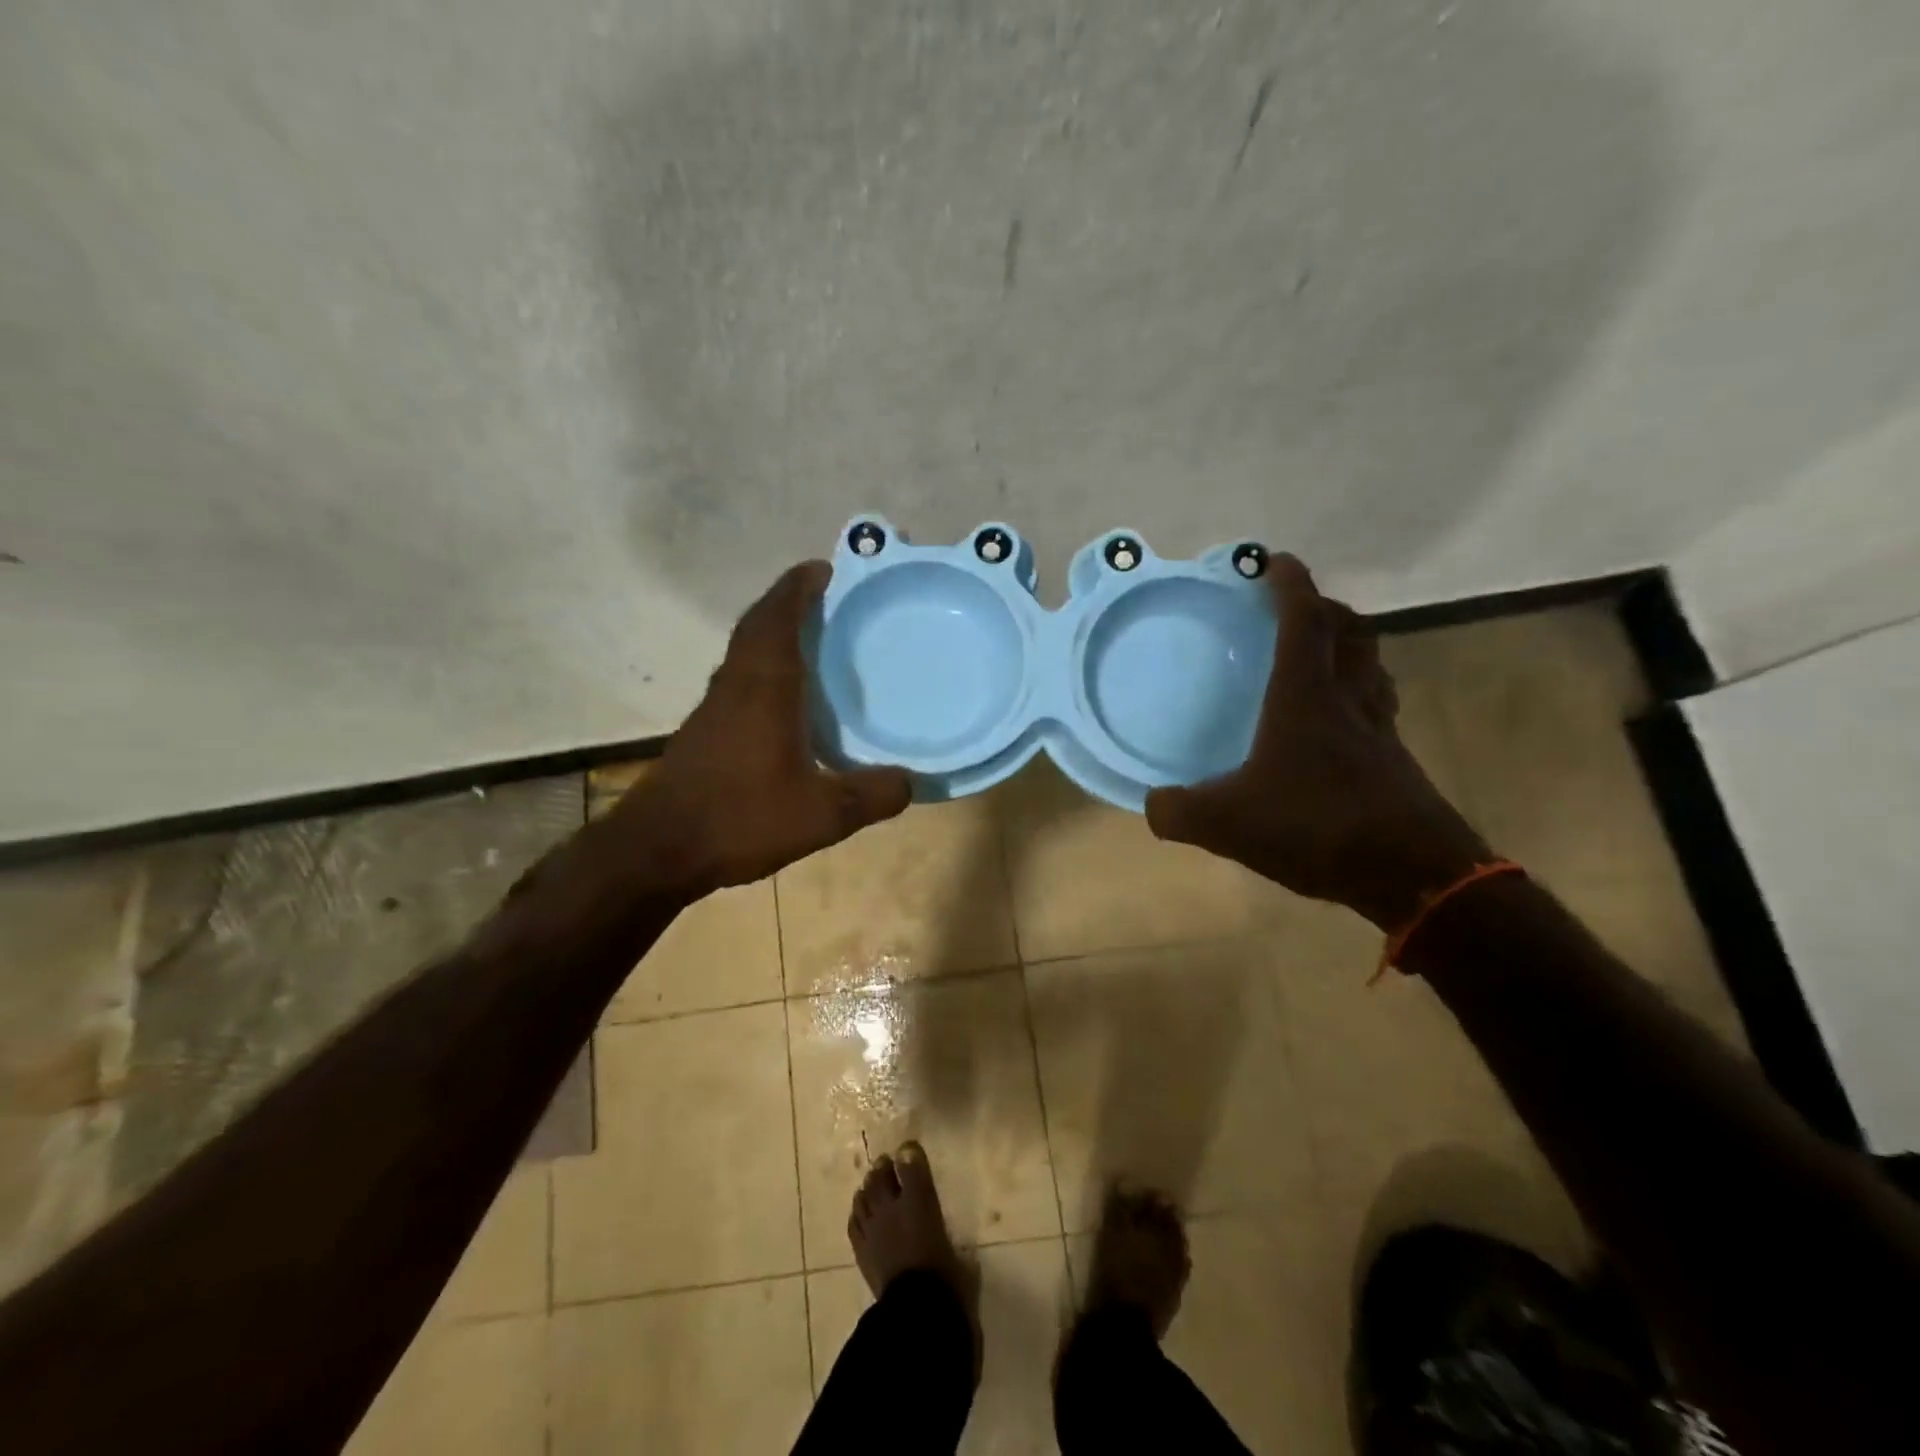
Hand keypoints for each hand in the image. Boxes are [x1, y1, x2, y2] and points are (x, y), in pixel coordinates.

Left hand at [598, 561, 912, 897]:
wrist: (659, 850)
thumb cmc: (741, 819)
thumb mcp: (822, 815)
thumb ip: (871, 796)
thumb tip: (912, 782)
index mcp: (764, 688)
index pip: (778, 618)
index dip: (798, 587)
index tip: (823, 568)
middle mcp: (736, 686)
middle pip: (758, 626)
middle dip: (788, 602)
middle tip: (825, 597)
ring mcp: (714, 708)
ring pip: (744, 652)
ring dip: (773, 633)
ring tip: (811, 639)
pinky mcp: (704, 732)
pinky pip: (738, 679)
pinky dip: (763, 668)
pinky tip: (784, 698)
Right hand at [1144, 555, 1488, 930]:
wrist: (1413, 874)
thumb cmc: (1317, 827)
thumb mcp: (1226, 823)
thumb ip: (1178, 811)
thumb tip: (1153, 804)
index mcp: (1305, 697)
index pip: (1302, 621)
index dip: (1290, 585)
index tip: (1274, 561)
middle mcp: (1348, 700)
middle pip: (1351, 632)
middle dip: (1326, 608)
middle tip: (1298, 609)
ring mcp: (1379, 730)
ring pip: (1372, 667)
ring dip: (1350, 647)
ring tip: (1321, 656)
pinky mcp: (1396, 762)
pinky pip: (1378, 708)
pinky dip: (1360, 695)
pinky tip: (1338, 725)